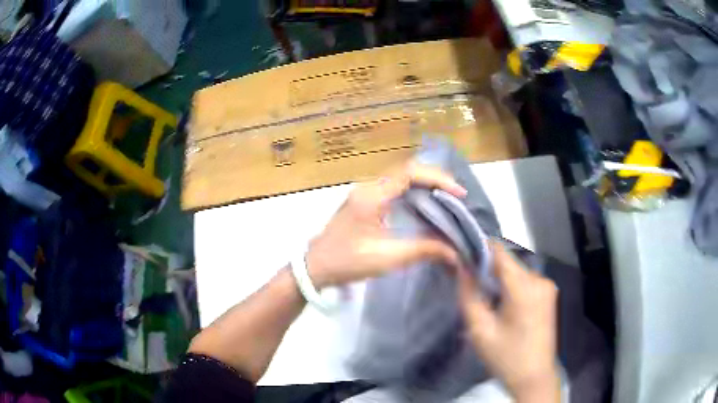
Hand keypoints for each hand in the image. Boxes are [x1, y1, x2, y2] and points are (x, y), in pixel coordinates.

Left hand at [305, 162, 466, 287]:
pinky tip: (425, 204)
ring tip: (447, 197)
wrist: (315, 267)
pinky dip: (413, 191)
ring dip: (425, 183)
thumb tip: (454, 252)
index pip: (409, 173)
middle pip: (406, 171)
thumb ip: (423, 250)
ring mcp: (364, 193)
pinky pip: (393, 188)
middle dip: (434, 179)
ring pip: (400, 177)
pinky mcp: (364, 201)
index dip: (437, 179)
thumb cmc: (347, 262)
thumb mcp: (387, 258)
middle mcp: (368, 188)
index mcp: (371, 196)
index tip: (458, 193)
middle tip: (456, 194)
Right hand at [457, 242, 560, 401]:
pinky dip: (511, 286)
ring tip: (487, 301)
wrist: (534, 377)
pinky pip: (525, 280)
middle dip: (487, 269)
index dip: (478, 249)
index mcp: (523, 287)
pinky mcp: (549, 294)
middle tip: (471, 287)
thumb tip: (460, 266)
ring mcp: (547, 286)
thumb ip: (468, 294)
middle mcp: (539, 279)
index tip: (461, 258)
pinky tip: (504, 306)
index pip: (499, 251)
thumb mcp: (480, 329)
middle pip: (508, 261)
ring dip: (499, 279)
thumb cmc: (505, 356)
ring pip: (516, 270)